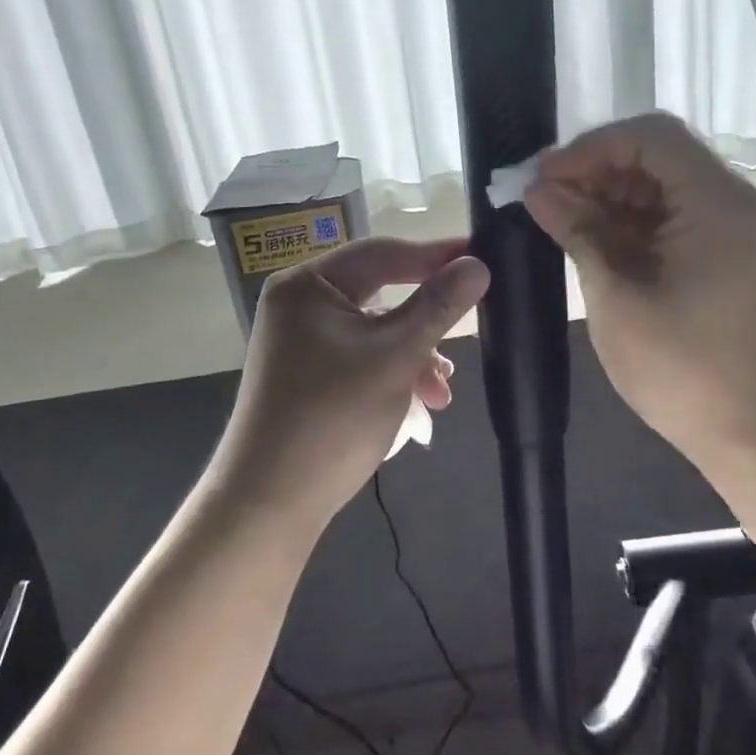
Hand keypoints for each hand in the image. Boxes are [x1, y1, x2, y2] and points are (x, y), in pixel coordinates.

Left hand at [210, 237, 490, 525]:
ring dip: (415, 353)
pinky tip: (421, 401)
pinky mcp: (308, 371)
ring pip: (375, 328)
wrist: (270, 501)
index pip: (384, 253)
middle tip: (471, 322)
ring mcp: (301, 339)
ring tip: (443, 390)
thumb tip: (477, 264)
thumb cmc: (333, 418)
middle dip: (427, 318)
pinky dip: (393, 371)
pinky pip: (361, 354)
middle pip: (380, 290)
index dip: (437, 254)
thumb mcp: (396, 357)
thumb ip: (438, 306)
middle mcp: (299, 302)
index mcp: (308, 284)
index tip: (485, 255)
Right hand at [524, 114, 755, 466]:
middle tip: (540, 197)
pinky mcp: (717, 255)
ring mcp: (725, 229)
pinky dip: (624, 222)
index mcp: (713, 202)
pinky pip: (665, 218)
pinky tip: (585, 238)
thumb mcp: (616, 295)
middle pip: (654, 156)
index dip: (589, 148)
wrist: (748, 430)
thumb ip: (578, 232)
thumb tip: (538, 191)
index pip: (648, 137)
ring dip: (604, 196)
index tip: (542, 177)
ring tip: (554, 218)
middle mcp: (727, 201)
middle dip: (593, 169)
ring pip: (656, 187)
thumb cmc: (680, 367)